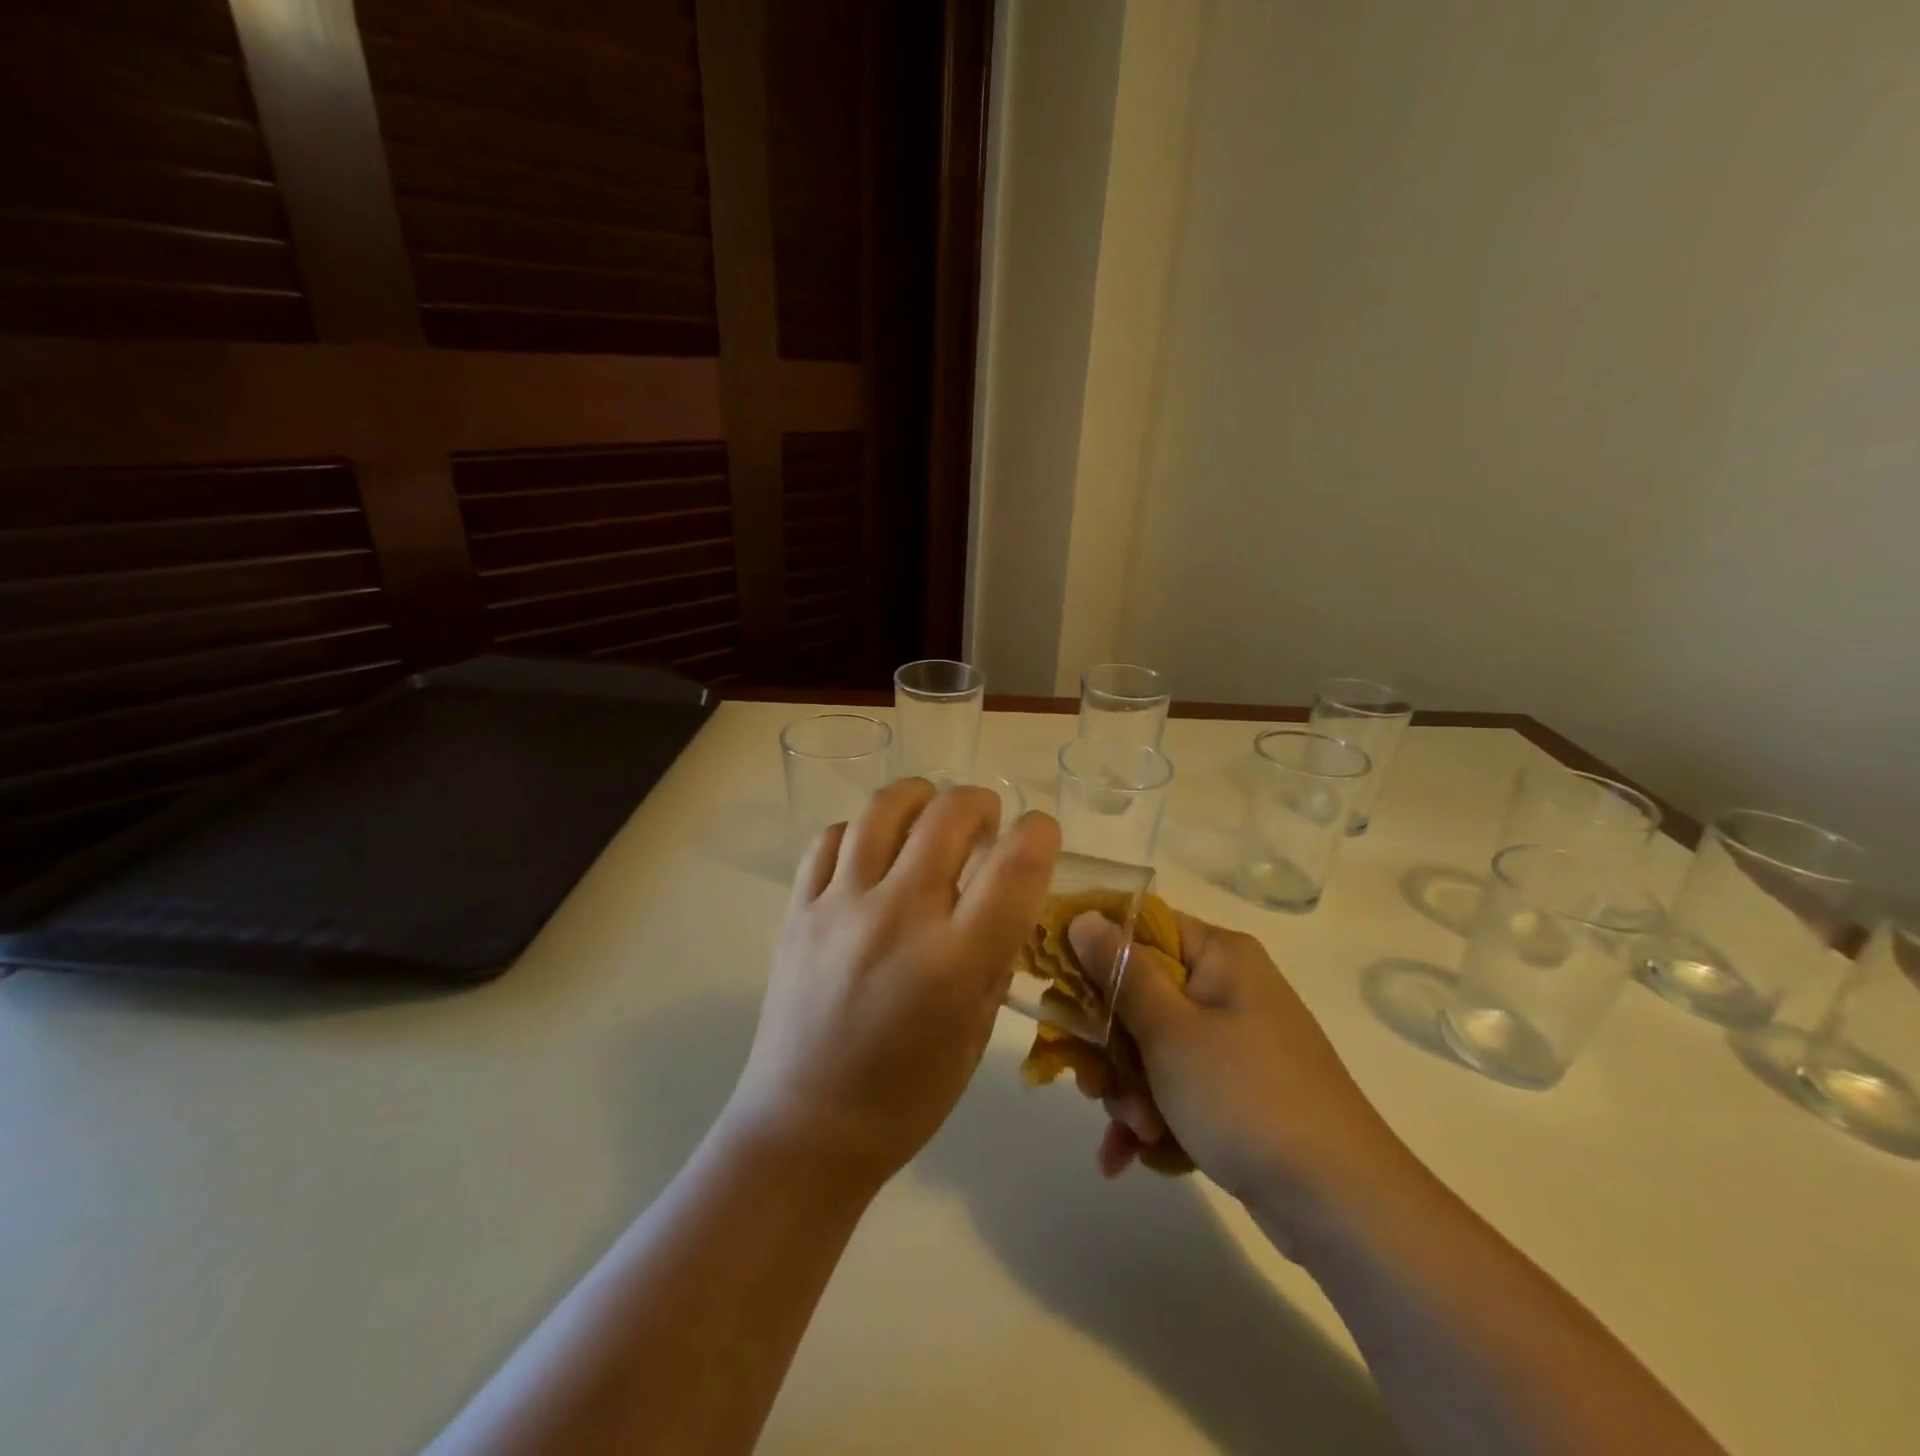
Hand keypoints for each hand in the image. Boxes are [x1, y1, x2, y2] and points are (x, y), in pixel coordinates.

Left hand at [727, 780, 1059, 1189]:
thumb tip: (1005, 901)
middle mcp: (898, 917)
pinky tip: (870, 852)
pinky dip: (860, 831)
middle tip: (986, 821)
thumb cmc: (907, 1097)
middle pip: (949, 814)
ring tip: (928, 817)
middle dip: (981, 802)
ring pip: (883, 809)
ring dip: (920, 799)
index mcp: (955, 960)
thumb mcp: (977, 1034)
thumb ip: (995, 958)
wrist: (805, 1129)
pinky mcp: (798, 909)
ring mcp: (840, 907)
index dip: (1039, 833)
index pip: (1015, 865)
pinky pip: (830, 838)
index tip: (1040, 834)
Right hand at [1068, 910, 1407, 1247]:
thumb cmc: (1247, 1097)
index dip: (1093, 947)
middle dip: (1110, 1045)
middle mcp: (1227, 989)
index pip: (1142, 925)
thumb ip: (1122, 972)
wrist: (1341, 1206)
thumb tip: (1085, 915)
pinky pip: (1175, 1087)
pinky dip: (1152, 1118)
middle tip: (1093, 1082)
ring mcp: (1233, 1043)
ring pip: (1151, 1046)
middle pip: (1140, 993)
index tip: (1053, 978)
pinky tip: (1129, 1157)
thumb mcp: (1171, 1032)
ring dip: (1129, 1090)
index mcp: (1220, 956)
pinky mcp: (1236, 1092)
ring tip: (1135, 1131)